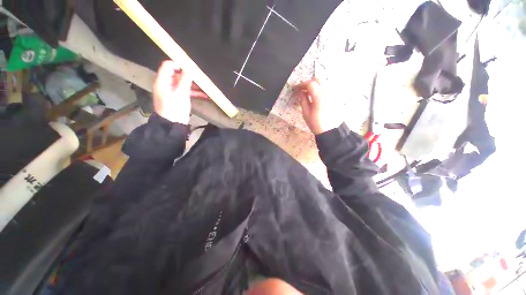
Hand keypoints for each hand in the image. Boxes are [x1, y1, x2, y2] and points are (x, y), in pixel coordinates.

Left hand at [153, 61, 206, 123]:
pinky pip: (187, 92)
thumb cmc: (174, 108)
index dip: (178, 64)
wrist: (173, 124)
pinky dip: (195, 93)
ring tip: (205, 87)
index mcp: (163, 81)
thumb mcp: (180, 93)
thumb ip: (185, 80)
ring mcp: (173, 91)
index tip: (190, 68)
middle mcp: (167, 84)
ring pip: (184, 83)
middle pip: (177, 74)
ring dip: (194, 85)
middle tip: (200, 78)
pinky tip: (205, 95)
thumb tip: (189, 68)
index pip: (167, 66)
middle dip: (189, 76)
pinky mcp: (179, 98)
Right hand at [296, 78, 342, 134]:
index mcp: (319, 96)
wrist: (330, 131)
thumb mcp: (306, 113)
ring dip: (315, 85)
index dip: (302, 84)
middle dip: (309, 82)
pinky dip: (321, 89)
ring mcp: (333, 94)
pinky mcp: (336, 97)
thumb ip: (303, 100)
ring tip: (309, 93)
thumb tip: (300, 92)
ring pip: (324, 83)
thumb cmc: (316, 123)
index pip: (310, 84)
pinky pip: (327, 88)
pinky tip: (316, 97)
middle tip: (303, 89)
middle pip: (318, 80)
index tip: (296, 88)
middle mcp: (327, 92)